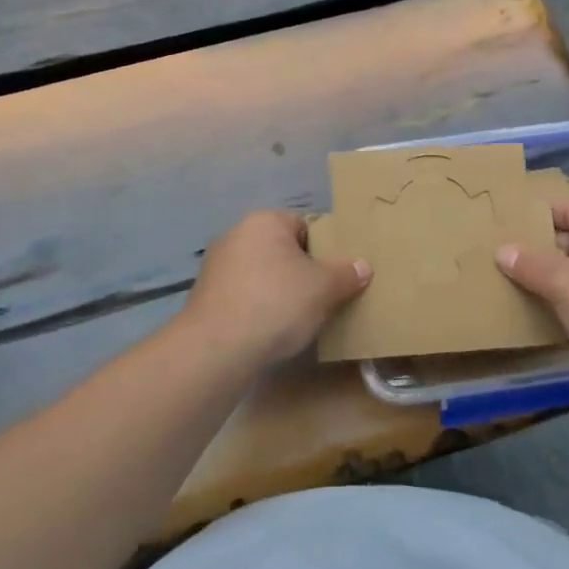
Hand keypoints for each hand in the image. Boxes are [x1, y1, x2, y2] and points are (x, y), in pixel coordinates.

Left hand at [183, 210, 371, 364]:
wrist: (217, 348)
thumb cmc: (277, 302)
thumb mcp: (324, 287)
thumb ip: (346, 273)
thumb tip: (363, 266)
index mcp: (264, 221)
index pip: (303, 225)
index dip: (324, 248)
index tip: (335, 274)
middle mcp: (235, 234)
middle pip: (281, 249)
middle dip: (301, 271)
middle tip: (322, 296)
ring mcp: (216, 265)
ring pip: (261, 273)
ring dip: (278, 290)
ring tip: (297, 318)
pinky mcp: (205, 296)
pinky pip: (243, 295)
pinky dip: (257, 307)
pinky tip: (269, 330)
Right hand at [496, 200, 568, 375]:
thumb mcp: (561, 283)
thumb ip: (529, 264)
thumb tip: (503, 250)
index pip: (561, 207)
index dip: (531, 218)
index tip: (503, 232)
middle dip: (540, 249)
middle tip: (505, 261)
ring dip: (557, 276)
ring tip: (521, 286)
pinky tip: (552, 312)